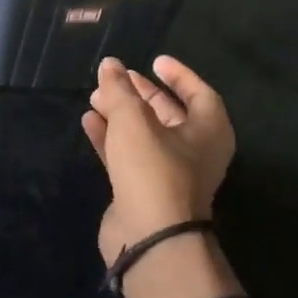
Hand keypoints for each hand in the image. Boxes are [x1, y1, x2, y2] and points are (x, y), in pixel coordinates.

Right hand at [81, 55, 234, 263]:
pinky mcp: (143, 191)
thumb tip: (110, 65)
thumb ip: (120, 90)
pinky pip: (127, 156)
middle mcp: (194, 151)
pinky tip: (89, 122)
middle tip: (116, 79)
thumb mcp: (134, 121)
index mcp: (209, 131)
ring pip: (144, 135)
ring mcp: (169, 174)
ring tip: (94, 97)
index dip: (178, 75)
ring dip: (121, 115)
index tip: (154, 61)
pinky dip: (110, 138)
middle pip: (169, 114)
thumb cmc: (153, 169)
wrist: (150, 237)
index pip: (199, 93)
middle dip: (141, 95)